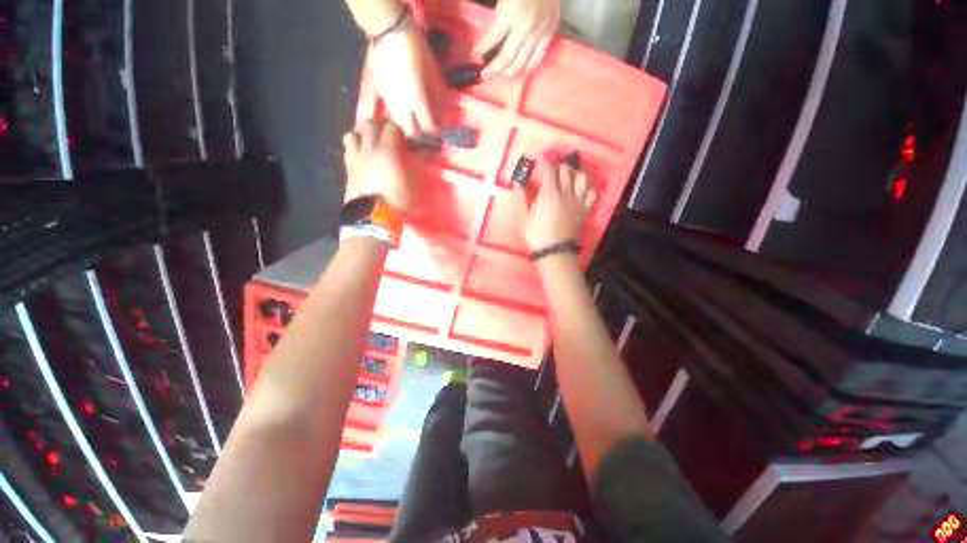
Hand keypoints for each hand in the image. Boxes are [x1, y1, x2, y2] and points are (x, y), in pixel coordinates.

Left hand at [342, 119, 413, 211]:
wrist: (373, 218)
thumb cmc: (397, 202)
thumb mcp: (414, 186)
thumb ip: (416, 167)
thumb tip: (421, 155)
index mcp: (387, 152)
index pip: (391, 127)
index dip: (398, 129)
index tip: (403, 136)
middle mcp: (369, 150)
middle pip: (370, 125)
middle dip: (379, 125)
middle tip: (386, 132)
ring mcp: (355, 158)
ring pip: (353, 134)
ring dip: (361, 134)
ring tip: (369, 142)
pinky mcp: (348, 169)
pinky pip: (348, 150)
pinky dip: (354, 148)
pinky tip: (361, 156)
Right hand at [369, 25, 439, 135]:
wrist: (388, 32)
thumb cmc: (417, 50)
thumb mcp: (434, 73)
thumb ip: (437, 98)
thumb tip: (441, 116)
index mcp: (418, 101)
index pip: (428, 128)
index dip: (436, 134)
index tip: (441, 135)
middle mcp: (402, 107)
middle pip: (411, 133)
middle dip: (421, 138)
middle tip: (428, 136)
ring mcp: (389, 102)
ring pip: (400, 126)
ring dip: (409, 130)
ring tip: (417, 127)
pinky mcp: (380, 95)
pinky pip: (391, 115)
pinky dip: (399, 120)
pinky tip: (404, 115)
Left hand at [474, 0, 559, 77]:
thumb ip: (498, 17)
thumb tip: (490, 40)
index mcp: (511, 15)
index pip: (492, 39)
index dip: (481, 50)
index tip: (474, 56)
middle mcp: (525, 29)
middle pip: (506, 58)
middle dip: (493, 69)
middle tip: (485, 75)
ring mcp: (539, 33)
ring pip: (521, 63)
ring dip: (508, 72)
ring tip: (500, 75)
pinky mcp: (550, 34)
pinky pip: (537, 58)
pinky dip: (527, 67)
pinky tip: (520, 70)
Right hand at [517, 162, 596, 251]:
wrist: (555, 251)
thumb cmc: (537, 236)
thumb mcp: (523, 219)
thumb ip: (521, 200)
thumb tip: (518, 185)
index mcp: (549, 194)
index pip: (550, 170)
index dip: (545, 161)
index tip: (541, 159)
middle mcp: (566, 193)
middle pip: (567, 170)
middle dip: (559, 166)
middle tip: (553, 169)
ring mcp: (578, 201)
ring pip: (583, 178)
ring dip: (576, 173)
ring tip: (569, 177)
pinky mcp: (585, 210)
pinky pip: (592, 194)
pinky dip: (588, 189)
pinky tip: (581, 191)